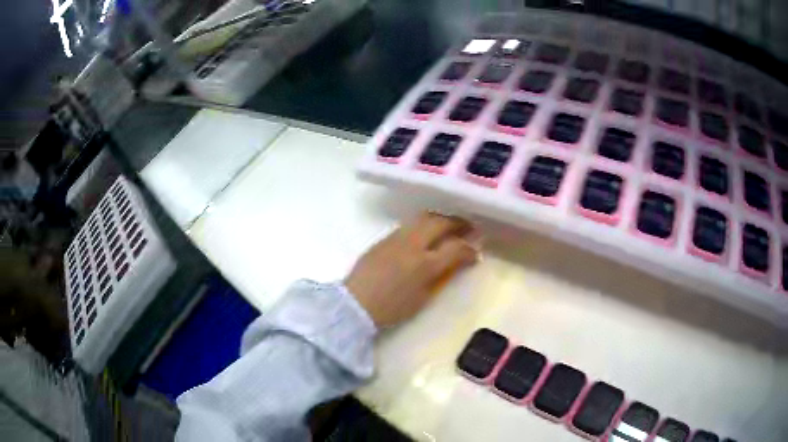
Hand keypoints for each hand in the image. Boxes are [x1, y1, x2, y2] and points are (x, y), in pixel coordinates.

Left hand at [345, 212, 479, 327]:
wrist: (355, 303)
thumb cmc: (392, 309)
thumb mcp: (422, 299)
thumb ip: (441, 278)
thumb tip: (456, 265)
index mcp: (425, 264)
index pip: (455, 248)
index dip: (470, 250)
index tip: (476, 253)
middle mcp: (413, 244)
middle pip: (440, 223)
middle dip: (458, 223)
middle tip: (469, 228)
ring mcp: (397, 238)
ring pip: (424, 218)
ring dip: (441, 220)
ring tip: (449, 227)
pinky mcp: (384, 238)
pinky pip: (409, 225)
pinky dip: (424, 225)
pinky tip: (427, 234)